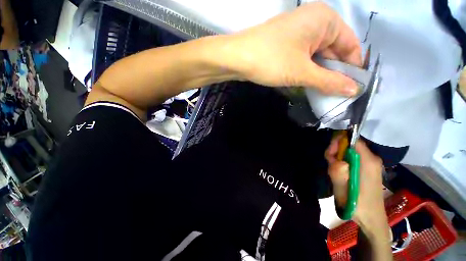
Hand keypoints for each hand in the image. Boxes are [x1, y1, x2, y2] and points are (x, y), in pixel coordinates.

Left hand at [227, 2, 361, 95]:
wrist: (237, 58)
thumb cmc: (271, 61)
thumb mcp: (302, 72)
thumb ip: (329, 81)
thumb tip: (354, 90)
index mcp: (325, 20)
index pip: (350, 45)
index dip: (352, 68)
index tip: (352, 88)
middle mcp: (314, 22)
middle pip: (334, 50)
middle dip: (334, 73)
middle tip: (336, 96)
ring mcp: (298, 32)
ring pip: (317, 56)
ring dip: (319, 74)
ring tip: (322, 93)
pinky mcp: (286, 44)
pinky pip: (304, 57)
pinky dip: (307, 71)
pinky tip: (307, 83)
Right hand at [325, 136, 388, 234]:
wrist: (371, 218)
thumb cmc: (358, 204)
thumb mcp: (343, 188)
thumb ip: (338, 171)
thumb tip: (335, 160)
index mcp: (368, 161)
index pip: (353, 140)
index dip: (339, 141)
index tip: (330, 152)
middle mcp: (371, 159)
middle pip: (350, 145)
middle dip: (336, 151)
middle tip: (329, 162)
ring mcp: (370, 164)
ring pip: (349, 152)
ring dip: (338, 158)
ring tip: (334, 171)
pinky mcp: (367, 169)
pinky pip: (351, 158)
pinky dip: (343, 162)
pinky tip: (340, 173)